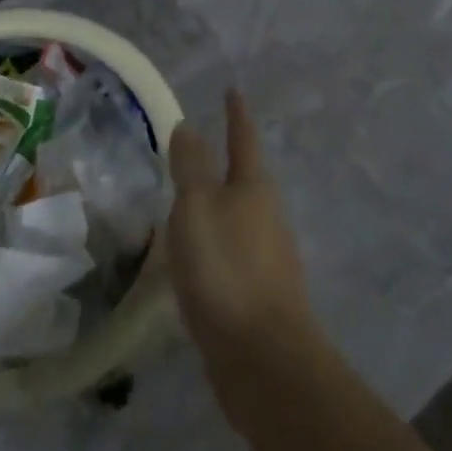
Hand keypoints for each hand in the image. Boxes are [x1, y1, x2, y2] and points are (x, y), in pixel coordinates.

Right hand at [167, 90, 316, 427]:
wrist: (263, 359)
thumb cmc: (226, 269)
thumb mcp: (197, 207)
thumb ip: (190, 166)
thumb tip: (188, 125)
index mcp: (254, 187)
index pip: (243, 138)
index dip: (235, 113)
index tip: (232, 91)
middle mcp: (266, 216)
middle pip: (244, 178)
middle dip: (225, 162)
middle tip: (194, 150)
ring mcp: (266, 256)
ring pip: (236, 218)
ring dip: (216, 206)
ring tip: (186, 203)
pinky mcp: (257, 294)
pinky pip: (230, 254)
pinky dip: (212, 245)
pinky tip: (194, 260)